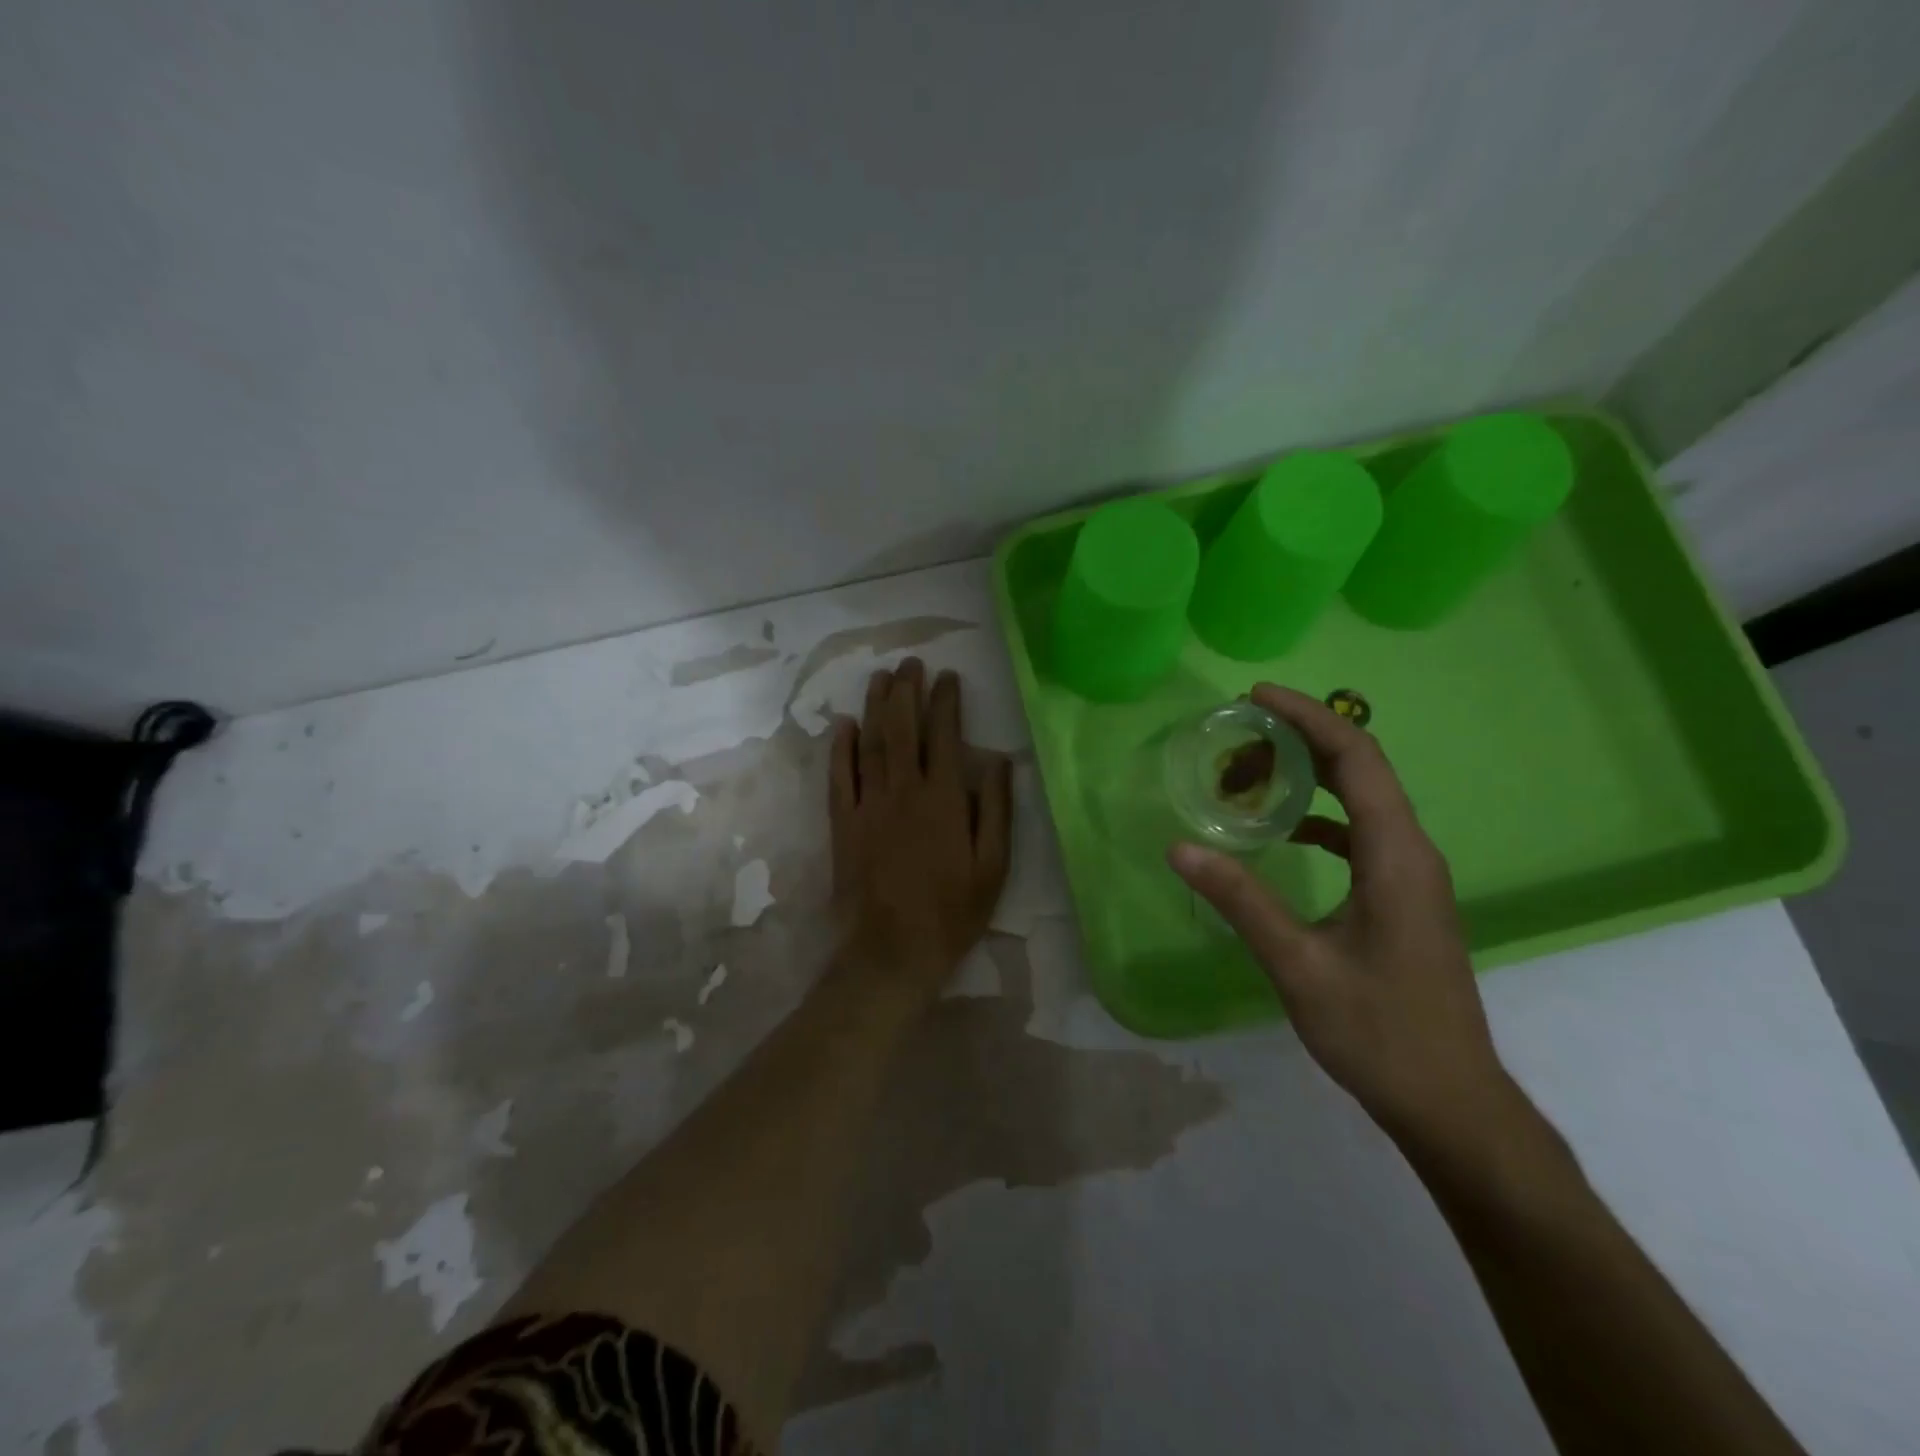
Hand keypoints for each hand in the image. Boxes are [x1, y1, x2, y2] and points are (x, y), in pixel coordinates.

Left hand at [831, 659, 1012, 994]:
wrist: (893, 951)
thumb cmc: (952, 912)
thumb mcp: (993, 866)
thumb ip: (995, 810)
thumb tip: (998, 761)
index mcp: (943, 799)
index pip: (944, 736)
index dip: (945, 702)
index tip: (948, 677)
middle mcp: (903, 791)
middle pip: (902, 729)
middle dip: (907, 691)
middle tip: (910, 663)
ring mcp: (868, 805)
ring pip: (870, 744)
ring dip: (875, 707)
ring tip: (881, 678)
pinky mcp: (843, 824)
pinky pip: (839, 777)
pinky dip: (841, 748)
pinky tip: (844, 725)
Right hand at [1169, 684, 1518, 1147]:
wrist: (1451, 1101)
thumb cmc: (1379, 1032)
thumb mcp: (1298, 965)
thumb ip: (1240, 901)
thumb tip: (1181, 847)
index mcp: (1395, 856)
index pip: (1357, 759)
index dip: (1309, 717)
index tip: (1257, 696)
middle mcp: (1412, 852)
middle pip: (1362, 768)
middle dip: (1302, 739)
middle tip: (1241, 734)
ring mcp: (1412, 876)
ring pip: (1363, 799)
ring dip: (1311, 777)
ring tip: (1252, 774)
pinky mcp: (1404, 897)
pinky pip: (1362, 832)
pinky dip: (1321, 815)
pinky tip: (1285, 831)